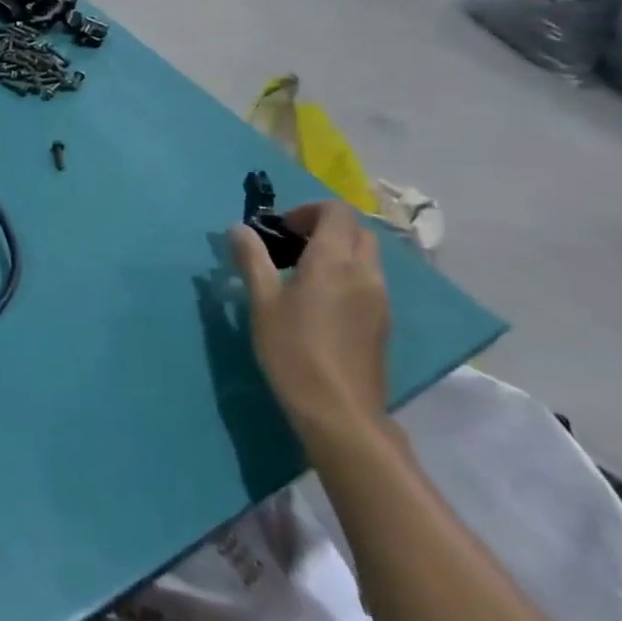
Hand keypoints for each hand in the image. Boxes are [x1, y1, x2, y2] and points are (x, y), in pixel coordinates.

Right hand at [229, 202, 390, 448]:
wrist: (339, 411)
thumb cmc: (293, 349)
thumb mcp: (262, 301)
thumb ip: (252, 258)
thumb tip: (239, 228)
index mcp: (334, 260)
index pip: (337, 210)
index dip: (308, 210)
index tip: (280, 229)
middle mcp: (365, 272)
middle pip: (355, 230)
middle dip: (324, 227)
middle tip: (289, 246)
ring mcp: (380, 298)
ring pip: (365, 256)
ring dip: (336, 251)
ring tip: (301, 275)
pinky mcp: (382, 321)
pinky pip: (368, 280)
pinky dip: (346, 274)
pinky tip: (319, 303)